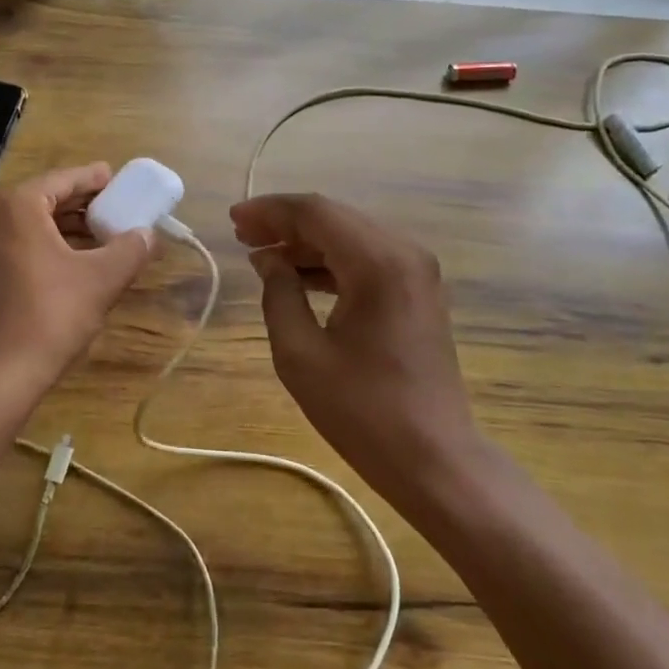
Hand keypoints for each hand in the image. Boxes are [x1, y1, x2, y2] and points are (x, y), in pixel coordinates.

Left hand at [0, 163, 154, 421]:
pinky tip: (72, 262)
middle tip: (115, 210)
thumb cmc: (49, 317)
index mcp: (15, 205)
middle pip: (44, 199)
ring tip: (101, 238)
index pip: (63, 179)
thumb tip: (148, 235)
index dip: (94, 179)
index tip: (118, 180)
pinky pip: (14, 244)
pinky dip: (44, 246)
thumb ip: (130, 249)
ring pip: (28, 224)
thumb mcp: (101, 280)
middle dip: (81, 205)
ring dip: (64, 228)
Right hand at [230, 193, 481, 509]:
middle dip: (286, 223)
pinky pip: (368, 258)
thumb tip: (268, 259)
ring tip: (262, 254)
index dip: (271, 211)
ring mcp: (417, 270)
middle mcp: (404, 252)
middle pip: (336, 218)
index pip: (316, 213)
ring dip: (307, 241)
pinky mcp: (419, 290)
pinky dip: (331, 261)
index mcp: (378, 263)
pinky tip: (299, 276)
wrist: (433, 457)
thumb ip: (279, 294)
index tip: (234, 219)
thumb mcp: (301, 355)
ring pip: (351, 235)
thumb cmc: (362, 411)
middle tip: (243, 235)